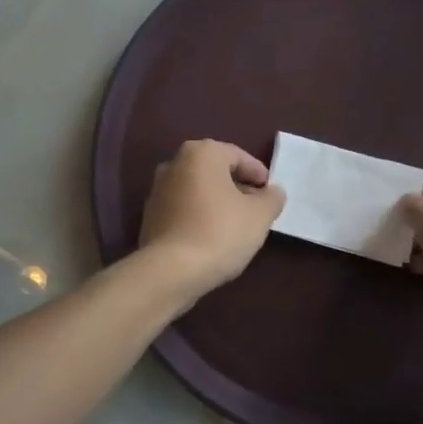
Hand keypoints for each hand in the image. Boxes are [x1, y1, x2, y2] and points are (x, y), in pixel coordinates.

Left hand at [138, 140, 285, 298]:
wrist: (171, 270)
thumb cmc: (220, 232)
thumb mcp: (259, 215)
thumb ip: (271, 198)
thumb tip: (272, 192)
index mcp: (201, 153)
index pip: (238, 156)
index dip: (258, 174)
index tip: (270, 193)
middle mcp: (175, 163)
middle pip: (215, 171)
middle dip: (237, 186)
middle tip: (256, 208)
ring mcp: (158, 189)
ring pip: (197, 189)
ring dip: (217, 201)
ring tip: (236, 224)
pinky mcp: (150, 215)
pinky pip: (183, 208)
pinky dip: (199, 215)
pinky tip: (211, 236)